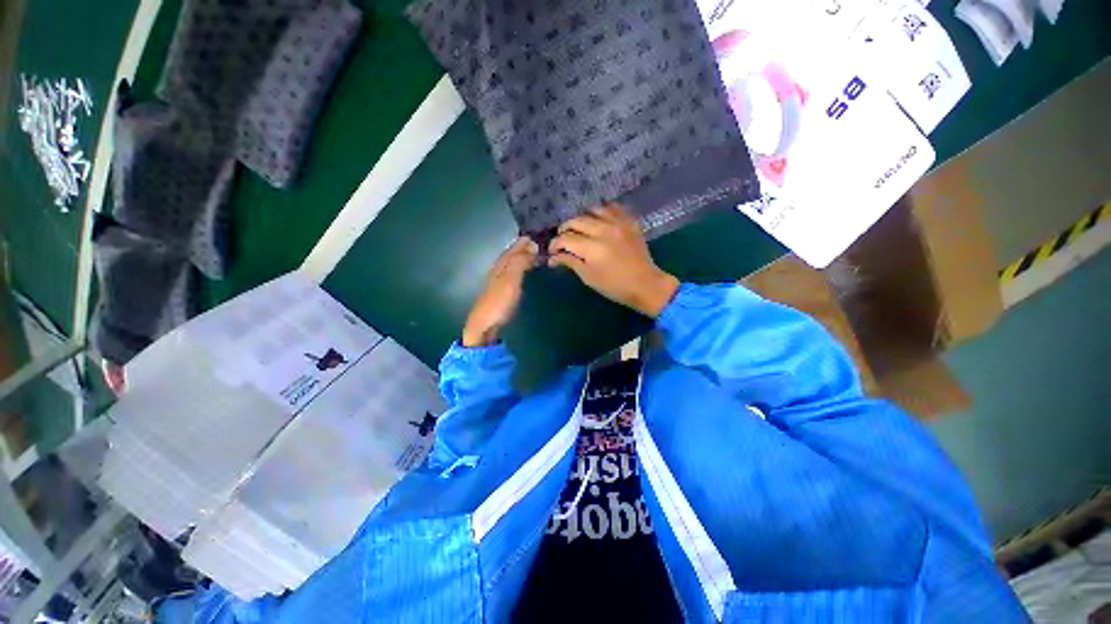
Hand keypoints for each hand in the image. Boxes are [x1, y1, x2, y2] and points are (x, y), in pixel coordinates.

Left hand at [462, 237, 539, 346]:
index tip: (535, 236)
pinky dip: (519, 268)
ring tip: (533, 255)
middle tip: (536, 243)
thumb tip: (532, 245)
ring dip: (521, 257)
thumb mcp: (511, 279)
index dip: (523, 242)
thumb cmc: (498, 301)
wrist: (484, 324)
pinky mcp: (501, 291)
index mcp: (501, 265)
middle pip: (510, 254)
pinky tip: (522, 272)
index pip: (513, 248)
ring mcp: (498, 281)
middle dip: (522, 248)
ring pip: (511, 263)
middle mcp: (498, 269)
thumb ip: (520, 262)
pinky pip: (512, 273)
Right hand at [548, 204, 679, 317]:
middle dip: (564, 230)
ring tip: (579, 228)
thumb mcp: (589, 277)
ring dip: (582, 218)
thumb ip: (570, 262)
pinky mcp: (629, 222)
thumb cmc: (614, 286)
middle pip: (576, 221)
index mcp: (592, 248)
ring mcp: (618, 223)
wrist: (645, 284)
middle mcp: (603, 230)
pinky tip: (598, 220)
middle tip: (562, 240)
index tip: (552, 251)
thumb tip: (552, 258)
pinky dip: (602, 211)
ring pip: (592, 210)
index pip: (565, 239)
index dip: (554, 244)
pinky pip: (612, 207)